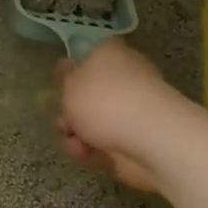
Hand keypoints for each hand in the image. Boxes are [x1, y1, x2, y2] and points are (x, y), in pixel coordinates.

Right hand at [55, 39, 173, 193]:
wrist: (149, 139)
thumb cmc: (103, 100)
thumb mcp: (70, 83)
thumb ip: (64, 76)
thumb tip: (67, 66)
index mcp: (110, 55)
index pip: (89, 54)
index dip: (72, 69)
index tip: (58, 84)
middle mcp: (124, 78)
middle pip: (90, 92)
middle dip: (71, 110)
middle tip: (61, 119)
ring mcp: (132, 111)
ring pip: (94, 121)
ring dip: (77, 133)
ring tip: (72, 141)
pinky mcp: (136, 139)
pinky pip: (105, 142)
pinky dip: (91, 150)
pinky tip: (84, 153)